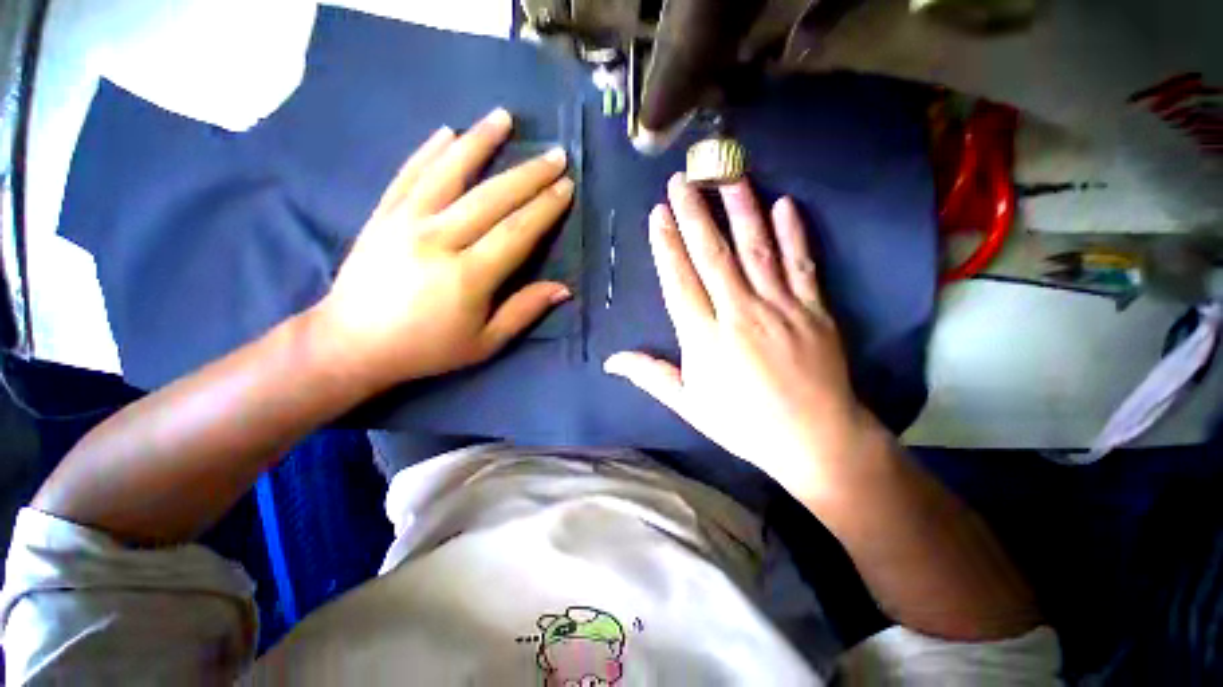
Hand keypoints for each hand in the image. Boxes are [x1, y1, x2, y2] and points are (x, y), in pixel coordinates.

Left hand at [308, 108, 573, 390]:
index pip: (517, 232)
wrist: (353, 344)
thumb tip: (563, 289)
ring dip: (479, 142)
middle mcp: (438, 240)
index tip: (566, 187)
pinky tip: (447, 132)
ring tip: (503, 117)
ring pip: (448, 172)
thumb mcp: (485, 343)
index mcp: (468, 276)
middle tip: (555, 155)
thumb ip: (524, 311)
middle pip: (491, 198)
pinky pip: (408, 174)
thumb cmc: (427, 348)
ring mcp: (405, 221)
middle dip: (528, 174)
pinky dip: (429, 151)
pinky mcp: (382, 215)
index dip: (545, 208)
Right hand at [605, 174, 879, 503]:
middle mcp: (739, 315)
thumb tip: (611, 361)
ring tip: (728, 176)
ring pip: (756, 250)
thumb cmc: (745, 425)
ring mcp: (780, 308)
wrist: (816, 441)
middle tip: (682, 181)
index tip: (658, 215)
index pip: (679, 281)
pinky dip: (793, 233)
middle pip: (712, 256)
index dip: (667, 246)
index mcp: (705, 340)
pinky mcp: (815, 310)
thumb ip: (651, 376)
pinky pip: (802, 264)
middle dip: (694, 215)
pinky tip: (784, 205)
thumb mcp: (690, 406)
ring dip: (740, 210)